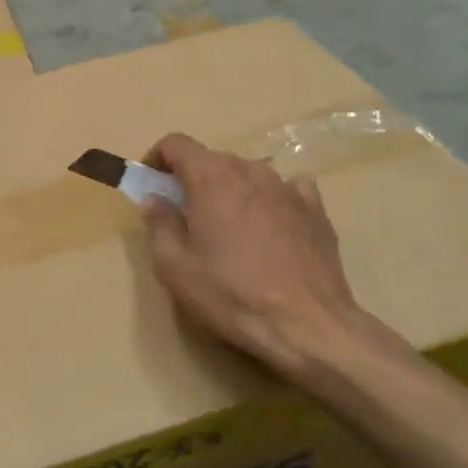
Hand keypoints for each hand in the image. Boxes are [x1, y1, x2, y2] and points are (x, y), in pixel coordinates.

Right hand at [142, 132, 376, 379]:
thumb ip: (159, 224)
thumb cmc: (230, 293)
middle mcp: (251, 170)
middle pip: (212, 159)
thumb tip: (155, 199)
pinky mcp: (316, 209)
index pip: (176, 143)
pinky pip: (286, 189)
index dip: (157, 158)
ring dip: (231, 190)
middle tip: (185, 217)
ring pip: (248, 174)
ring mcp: (288, 187)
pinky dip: (270, 200)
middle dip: (193, 180)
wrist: (307, 324)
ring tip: (229, 228)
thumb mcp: (174, 266)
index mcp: (211, 178)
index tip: (152, 184)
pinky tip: (270, 227)